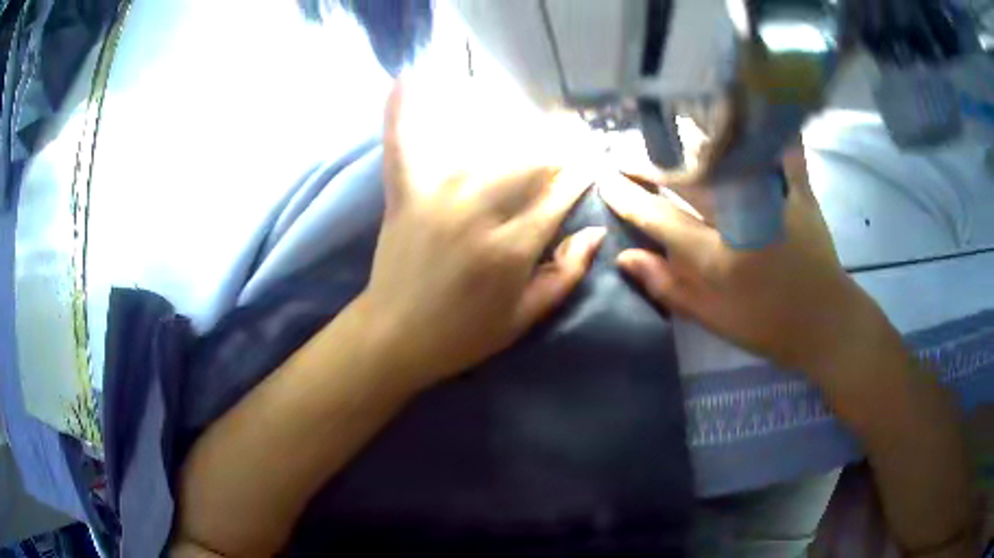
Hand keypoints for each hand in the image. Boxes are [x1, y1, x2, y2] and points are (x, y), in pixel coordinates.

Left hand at [359, 80, 604, 389]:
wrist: (394, 336)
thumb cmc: (464, 334)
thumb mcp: (526, 317)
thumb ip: (566, 273)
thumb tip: (598, 232)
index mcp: (513, 247)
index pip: (560, 192)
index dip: (581, 171)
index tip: (591, 157)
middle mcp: (478, 212)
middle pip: (529, 160)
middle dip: (556, 144)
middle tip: (568, 133)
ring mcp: (436, 198)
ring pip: (484, 145)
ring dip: (510, 124)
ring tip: (528, 111)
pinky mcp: (404, 195)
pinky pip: (403, 146)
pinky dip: (401, 113)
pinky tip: (405, 79)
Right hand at [599, 149, 878, 375]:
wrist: (824, 323)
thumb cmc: (766, 324)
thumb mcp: (712, 317)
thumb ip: (668, 287)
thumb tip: (625, 258)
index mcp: (717, 256)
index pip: (659, 218)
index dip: (628, 198)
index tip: (605, 179)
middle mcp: (740, 219)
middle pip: (685, 180)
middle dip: (648, 163)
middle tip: (622, 152)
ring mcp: (771, 199)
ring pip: (724, 156)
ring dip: (688, 139)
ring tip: (662, 127)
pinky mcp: (798, 190)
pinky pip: (781, 148)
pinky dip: (767, 125)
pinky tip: (750, 101)